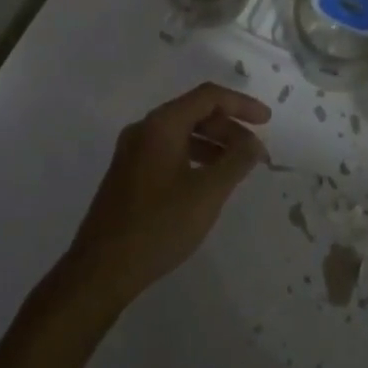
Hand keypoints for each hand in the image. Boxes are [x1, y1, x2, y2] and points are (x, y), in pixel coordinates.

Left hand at [64, 84, 270, 304]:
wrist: (100, 270)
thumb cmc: (158, 226)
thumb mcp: (207, 193)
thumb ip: (236, 162)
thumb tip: (253, 143)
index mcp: (161, 124)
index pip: (208, 97)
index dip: (241, 104)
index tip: (267, 121)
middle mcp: (144, 129)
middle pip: (194, 112)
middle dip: (229, 128)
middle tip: (255, 153)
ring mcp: (132, 152)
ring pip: (182, 133)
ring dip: (213, 144)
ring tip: (237, 168)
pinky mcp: (128, 174)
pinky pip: (169, 151)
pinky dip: (194, 157)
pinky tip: (208, 181)